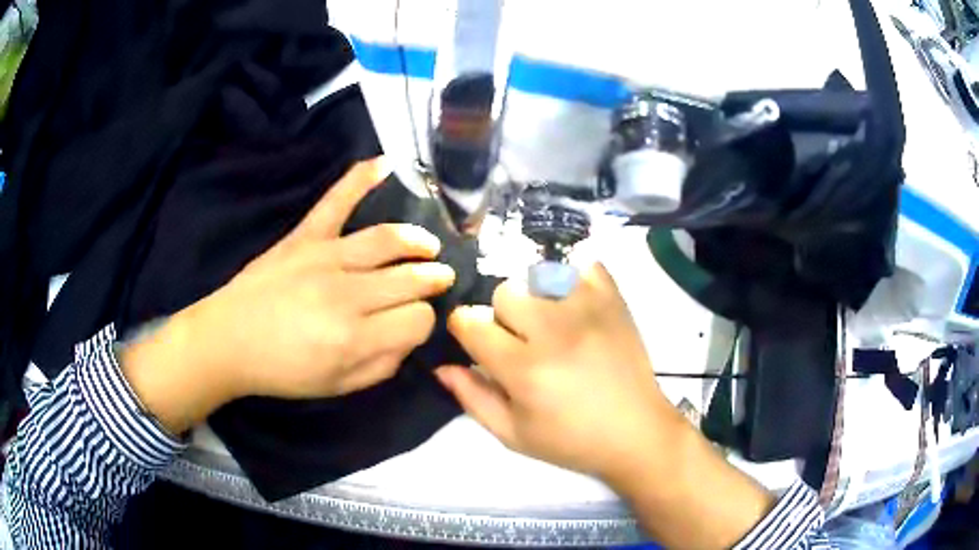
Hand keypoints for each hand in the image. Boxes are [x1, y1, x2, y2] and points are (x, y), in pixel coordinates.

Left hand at [122, 158, 455, 432]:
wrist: (228, 340)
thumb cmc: (282, 371)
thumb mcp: (338, 387)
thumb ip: (382, 366)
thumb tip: (408, 339)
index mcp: (355, 338)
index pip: (417, 319)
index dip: (424, 321)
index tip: (415, 323)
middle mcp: (347, 293)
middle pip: (410, 278)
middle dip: (432, 280)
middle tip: (440, 279)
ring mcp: (325, 257)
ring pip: (387, 239)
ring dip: (417, 241)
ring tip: (428, 246)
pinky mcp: (304, 236)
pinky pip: (336, 200)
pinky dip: (361, 178)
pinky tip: (386, 164)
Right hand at [436, 263, 775, 548]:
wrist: (636, 432)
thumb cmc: (571, 441)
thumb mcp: (513, 434)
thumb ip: (472, 397)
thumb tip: (441, 365)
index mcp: (524, 368)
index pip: (470, 323)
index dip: (465, 330)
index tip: (475, 341)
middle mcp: (554, 329)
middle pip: (504, 293)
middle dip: (503, 317)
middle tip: (521, 342)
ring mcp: (589, 308)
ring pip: (537, 275)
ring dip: (535, 298)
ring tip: (550, 324)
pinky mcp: (614, 299)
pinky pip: (583, 265)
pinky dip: (573, 277)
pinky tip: (575, 303)